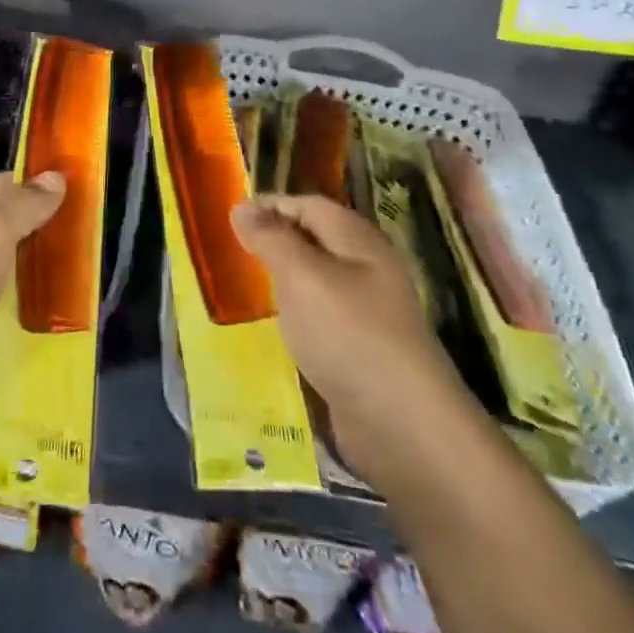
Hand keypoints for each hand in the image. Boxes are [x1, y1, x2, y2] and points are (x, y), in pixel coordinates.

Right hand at [231, 192, 465, 486]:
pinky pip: (321, 319)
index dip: (271, 205)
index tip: (230, 218)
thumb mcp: (301, 276)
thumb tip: (241, 206)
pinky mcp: (361, 351)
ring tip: (243, 288)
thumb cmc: (348, 334)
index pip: (308, 205)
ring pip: (316, 281)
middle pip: (314, 240)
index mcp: (357, 240)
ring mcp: (367, 312)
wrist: (403, 427)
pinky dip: (295, 318)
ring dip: (282, 282)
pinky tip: (273, 331)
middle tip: (230, 252)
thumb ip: (271, 238)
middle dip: (274, 242)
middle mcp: (366, 268)